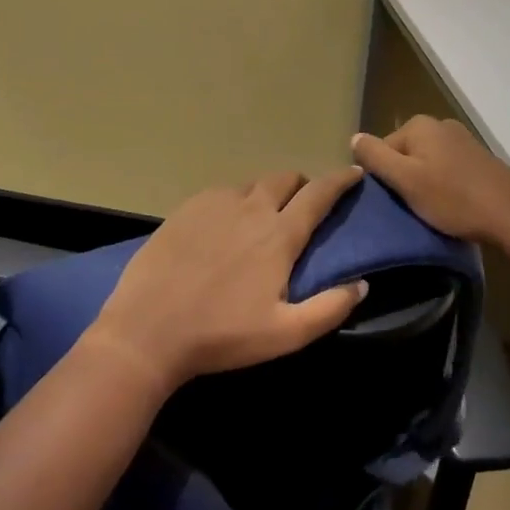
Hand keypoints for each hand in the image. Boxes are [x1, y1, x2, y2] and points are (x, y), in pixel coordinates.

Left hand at [87, 166, 368, 389]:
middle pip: (285, 179)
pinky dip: (235, 201)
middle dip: (302, 185)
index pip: (319, 195)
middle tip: (303, 204)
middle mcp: (251, 208)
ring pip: (252, 184)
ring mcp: (215, 204)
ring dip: (267, 193)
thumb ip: (330, 308)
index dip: (340, 181)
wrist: (147, 331)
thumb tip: (361, 283)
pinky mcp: (185, 208)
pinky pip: (221, 193)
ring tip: (263, 216)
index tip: (354, 173)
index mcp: (279, 235)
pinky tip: (225, 224)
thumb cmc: (222, 335)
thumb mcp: (285, 334)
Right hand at [351, 116, 509, 243]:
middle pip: (405, 154)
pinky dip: (444, 184)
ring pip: (427, 162)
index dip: (383, 178)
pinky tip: (451, 203)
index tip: (393, 202)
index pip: (382, 149)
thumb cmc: (452, 197)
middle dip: (404, 179)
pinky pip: (447, 168)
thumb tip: (354, 137)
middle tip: (411, 207)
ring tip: (431, 209)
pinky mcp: (478, 157)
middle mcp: (440, 124)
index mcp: (419, 125)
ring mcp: (462, 139)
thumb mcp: (405, 180)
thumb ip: (375, 157)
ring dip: (424, 183)